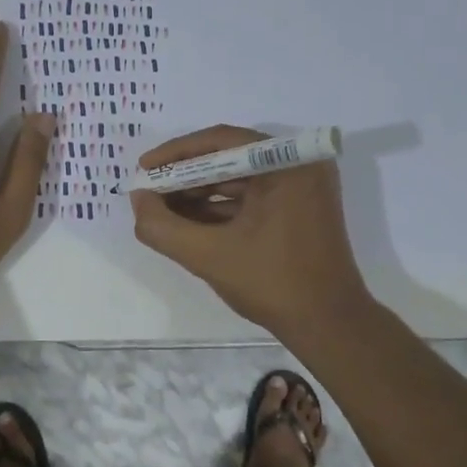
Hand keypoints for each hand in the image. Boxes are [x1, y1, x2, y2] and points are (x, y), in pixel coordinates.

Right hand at [129, 125, 370, 333]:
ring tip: (160, 209)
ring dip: (198, 194)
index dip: (176, 154)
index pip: (221, 142)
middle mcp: (298, 165)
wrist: (328, 324)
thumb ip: (163, 227)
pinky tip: (187, 223)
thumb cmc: (272, 283)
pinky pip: (251, 198)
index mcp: (286, 163)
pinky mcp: (299, 209)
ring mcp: (301, 188)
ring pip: (238, 180)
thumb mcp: (208, 255)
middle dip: (185, 177)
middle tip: (148, 192)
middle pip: (229, 158)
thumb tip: (138, 200)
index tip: (143, 169)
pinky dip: (219, 209)